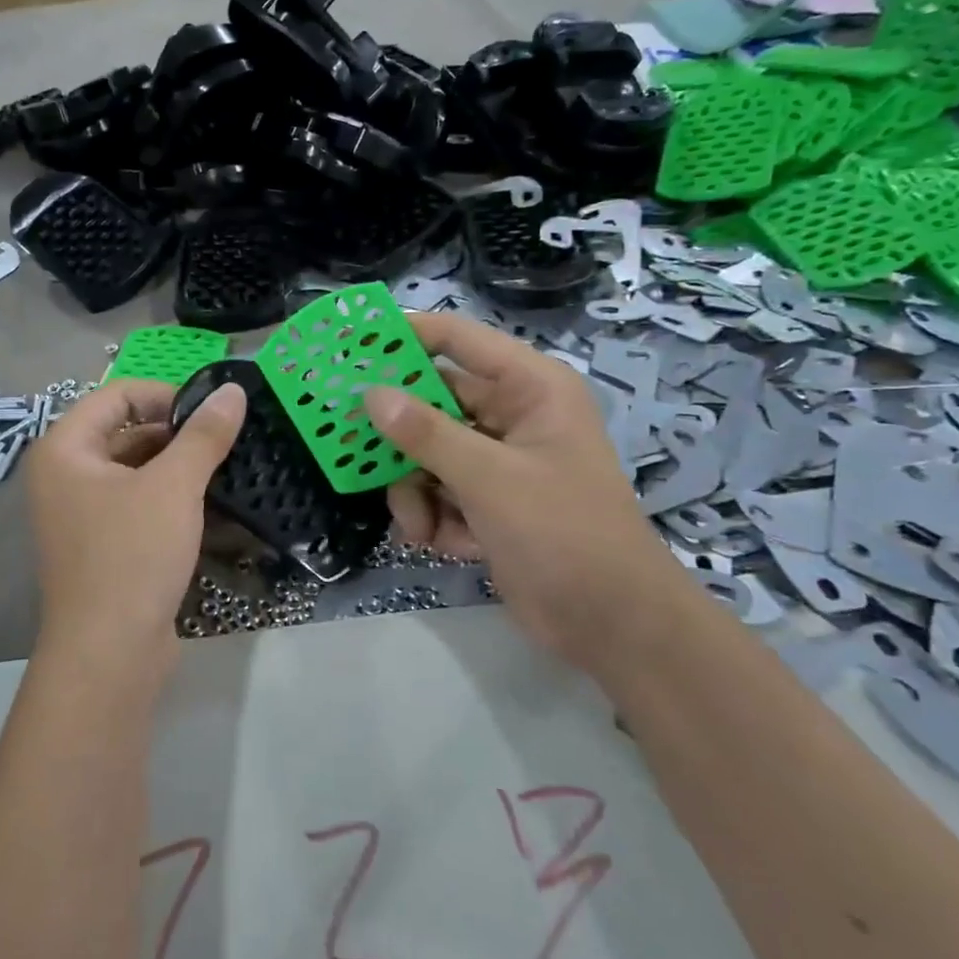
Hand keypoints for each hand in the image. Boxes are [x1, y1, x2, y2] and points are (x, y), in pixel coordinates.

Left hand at [28, 378, 245, 678]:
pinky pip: (139, 507)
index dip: (165, 395)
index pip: (116, 396)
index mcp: (65, 450)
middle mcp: (66, 477)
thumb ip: (204, 435)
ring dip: (180, 469)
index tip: (212, 411)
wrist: (109, 654)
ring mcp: (82, 516)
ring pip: (137, 473)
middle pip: (126, 433)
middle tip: (227, 440)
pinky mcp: (103, 548)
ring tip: (228, 469)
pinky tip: (214, 508)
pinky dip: (173, 502)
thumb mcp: (173, 487)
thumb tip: (233, 391)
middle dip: (177, 435)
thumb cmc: (132, 555)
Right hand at [363, 313, 695, 664]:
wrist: (611, 623)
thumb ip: (426, 434)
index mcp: (529, 388)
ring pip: (427, 454)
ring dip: (414, 492)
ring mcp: (498, 461)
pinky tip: (445, 545)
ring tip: (417, 526)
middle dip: (399, 436)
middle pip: (432, 403)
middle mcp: (512, 416)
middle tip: (347, 444)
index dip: (404, 336)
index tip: (349, 342)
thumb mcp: (489, 478)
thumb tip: (370, 394)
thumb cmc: (562, 532)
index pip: (457, 340)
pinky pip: (438, 492)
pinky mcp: (488, 502)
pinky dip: (434, 518)